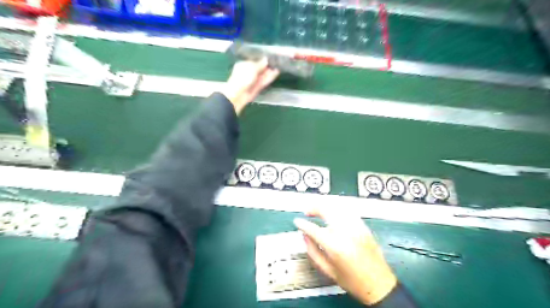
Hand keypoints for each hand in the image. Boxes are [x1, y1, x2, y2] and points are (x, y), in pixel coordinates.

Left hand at [220, 57, 279, 114]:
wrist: (239, 94)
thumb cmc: (243, 77)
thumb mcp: (251, 68)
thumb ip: (260, 64)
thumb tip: (266, 59)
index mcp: (244, 65)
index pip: (254, 61)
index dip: (262, 60)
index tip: (270, 58)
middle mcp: (249, 73)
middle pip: (259, 68)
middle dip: (267, 66)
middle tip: (276, 62)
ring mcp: (254, 80)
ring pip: (263, 75)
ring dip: (270, 72)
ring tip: (278, 66)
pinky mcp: (258, 87)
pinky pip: (264, 81)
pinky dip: (270, 77)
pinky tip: (276, 73)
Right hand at [294, 209, 397, 305]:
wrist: (379, 285)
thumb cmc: (351, 281)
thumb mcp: (328, 271)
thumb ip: (313, 252)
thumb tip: (305, 236)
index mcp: (335, 247)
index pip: (314, 229)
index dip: (302, 224)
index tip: (297, 222)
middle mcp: (345, 233)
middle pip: (327, 210)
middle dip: (314, 208)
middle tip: (308, 212)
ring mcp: (356, 227)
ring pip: (338, 208)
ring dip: (326, 207)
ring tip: (319, 211)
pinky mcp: (364, 227)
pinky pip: (348, 212)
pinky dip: (338, 210)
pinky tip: (334, 215)